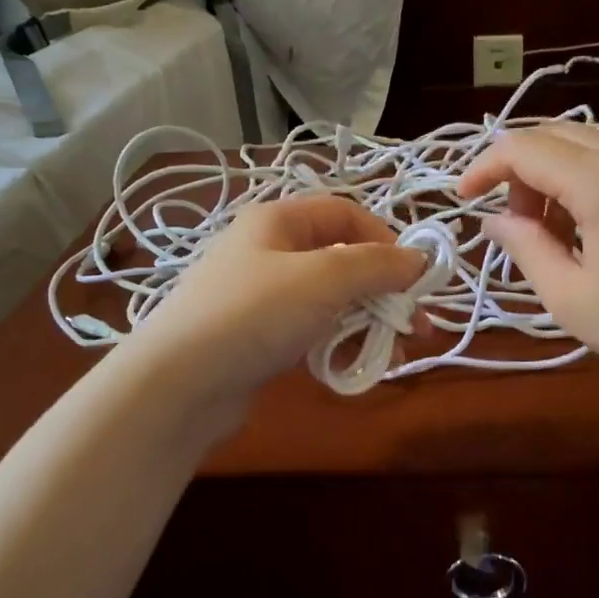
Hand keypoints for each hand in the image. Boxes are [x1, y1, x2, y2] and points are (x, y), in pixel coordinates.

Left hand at [121, 194, 427, 406]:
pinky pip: (311, 330)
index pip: (346, 214)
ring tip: (390, 354)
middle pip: (342, 260)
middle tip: (415, 325)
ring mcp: (262, 297)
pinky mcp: (259, 337)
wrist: (178, 383)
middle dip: (383, 291)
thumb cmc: (254, 314)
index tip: (414, 277)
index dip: (386, 239)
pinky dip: (338, 343)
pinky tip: (355, 366)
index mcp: (278, 221)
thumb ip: (377, 266)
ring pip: (331, 300)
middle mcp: (269, 251)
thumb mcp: (324, 278)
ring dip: (367, 322)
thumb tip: (419, 260)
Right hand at [458, 122, 598, 398]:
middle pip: (555, 135)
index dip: (485, 167)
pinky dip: (588, 177)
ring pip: (588, 142)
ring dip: (554, 173)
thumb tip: (494, 219)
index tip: (462, 198)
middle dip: (519, 170)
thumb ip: (524, 247)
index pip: (525, 149)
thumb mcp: (571, 298)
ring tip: (552, 229)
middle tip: (513, 223)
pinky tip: (592, 223)